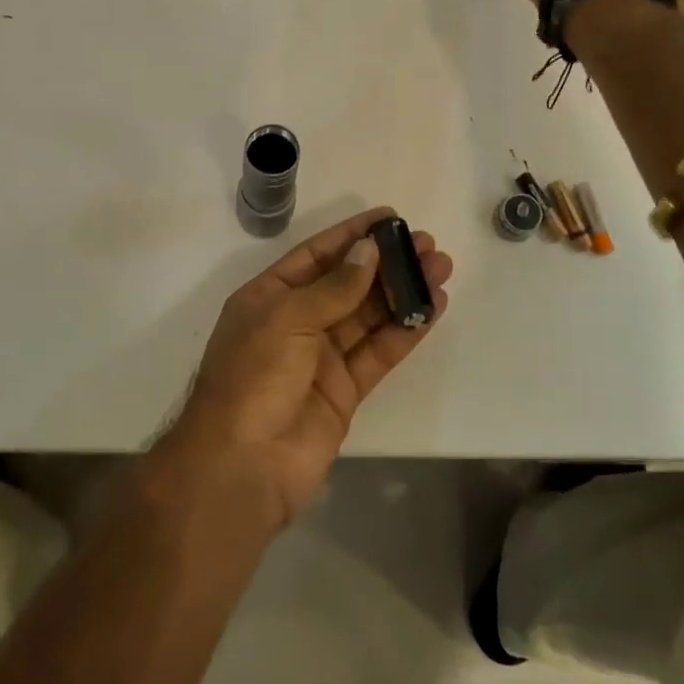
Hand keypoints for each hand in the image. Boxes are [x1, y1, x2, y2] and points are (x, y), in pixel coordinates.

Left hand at [158, 208, 452, 529]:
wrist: (242, 465)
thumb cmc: (253, 377)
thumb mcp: (286, 318)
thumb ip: (333, 287)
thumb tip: (368, 251)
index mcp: (269, 297)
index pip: (316, 255)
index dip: (352, 235)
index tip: (389, 218)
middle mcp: (296, 322)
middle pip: (349, 284)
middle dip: (386, 263)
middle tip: (426, 244)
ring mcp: (322, 358)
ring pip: (370, 316)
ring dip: (404, 292)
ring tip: (440, 267)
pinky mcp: (346, 390)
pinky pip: (379, 352)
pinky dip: (406, 330)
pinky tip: (433, 307)